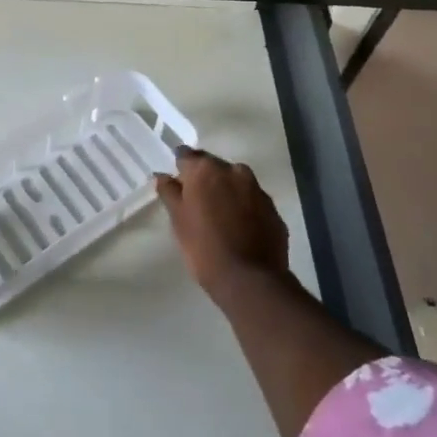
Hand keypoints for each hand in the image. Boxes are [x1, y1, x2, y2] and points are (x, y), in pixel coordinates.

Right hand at [155, 148, 289, 297]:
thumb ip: (169, 192)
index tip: (176, 180)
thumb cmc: (204, 247)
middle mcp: (234, 172)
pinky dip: (245, 207)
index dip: (180, 167)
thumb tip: (162, 175)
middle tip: (196, 201)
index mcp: (206, 170)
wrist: (249, 280)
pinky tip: (239, 228)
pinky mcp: (274, 210)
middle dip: (205, 178)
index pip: (187, 155)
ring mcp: (258, 190)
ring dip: (227, 191)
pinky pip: (253, 201)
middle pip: (214, 167)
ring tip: (219, 215)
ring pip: (236, 182)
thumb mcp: (178, 220)